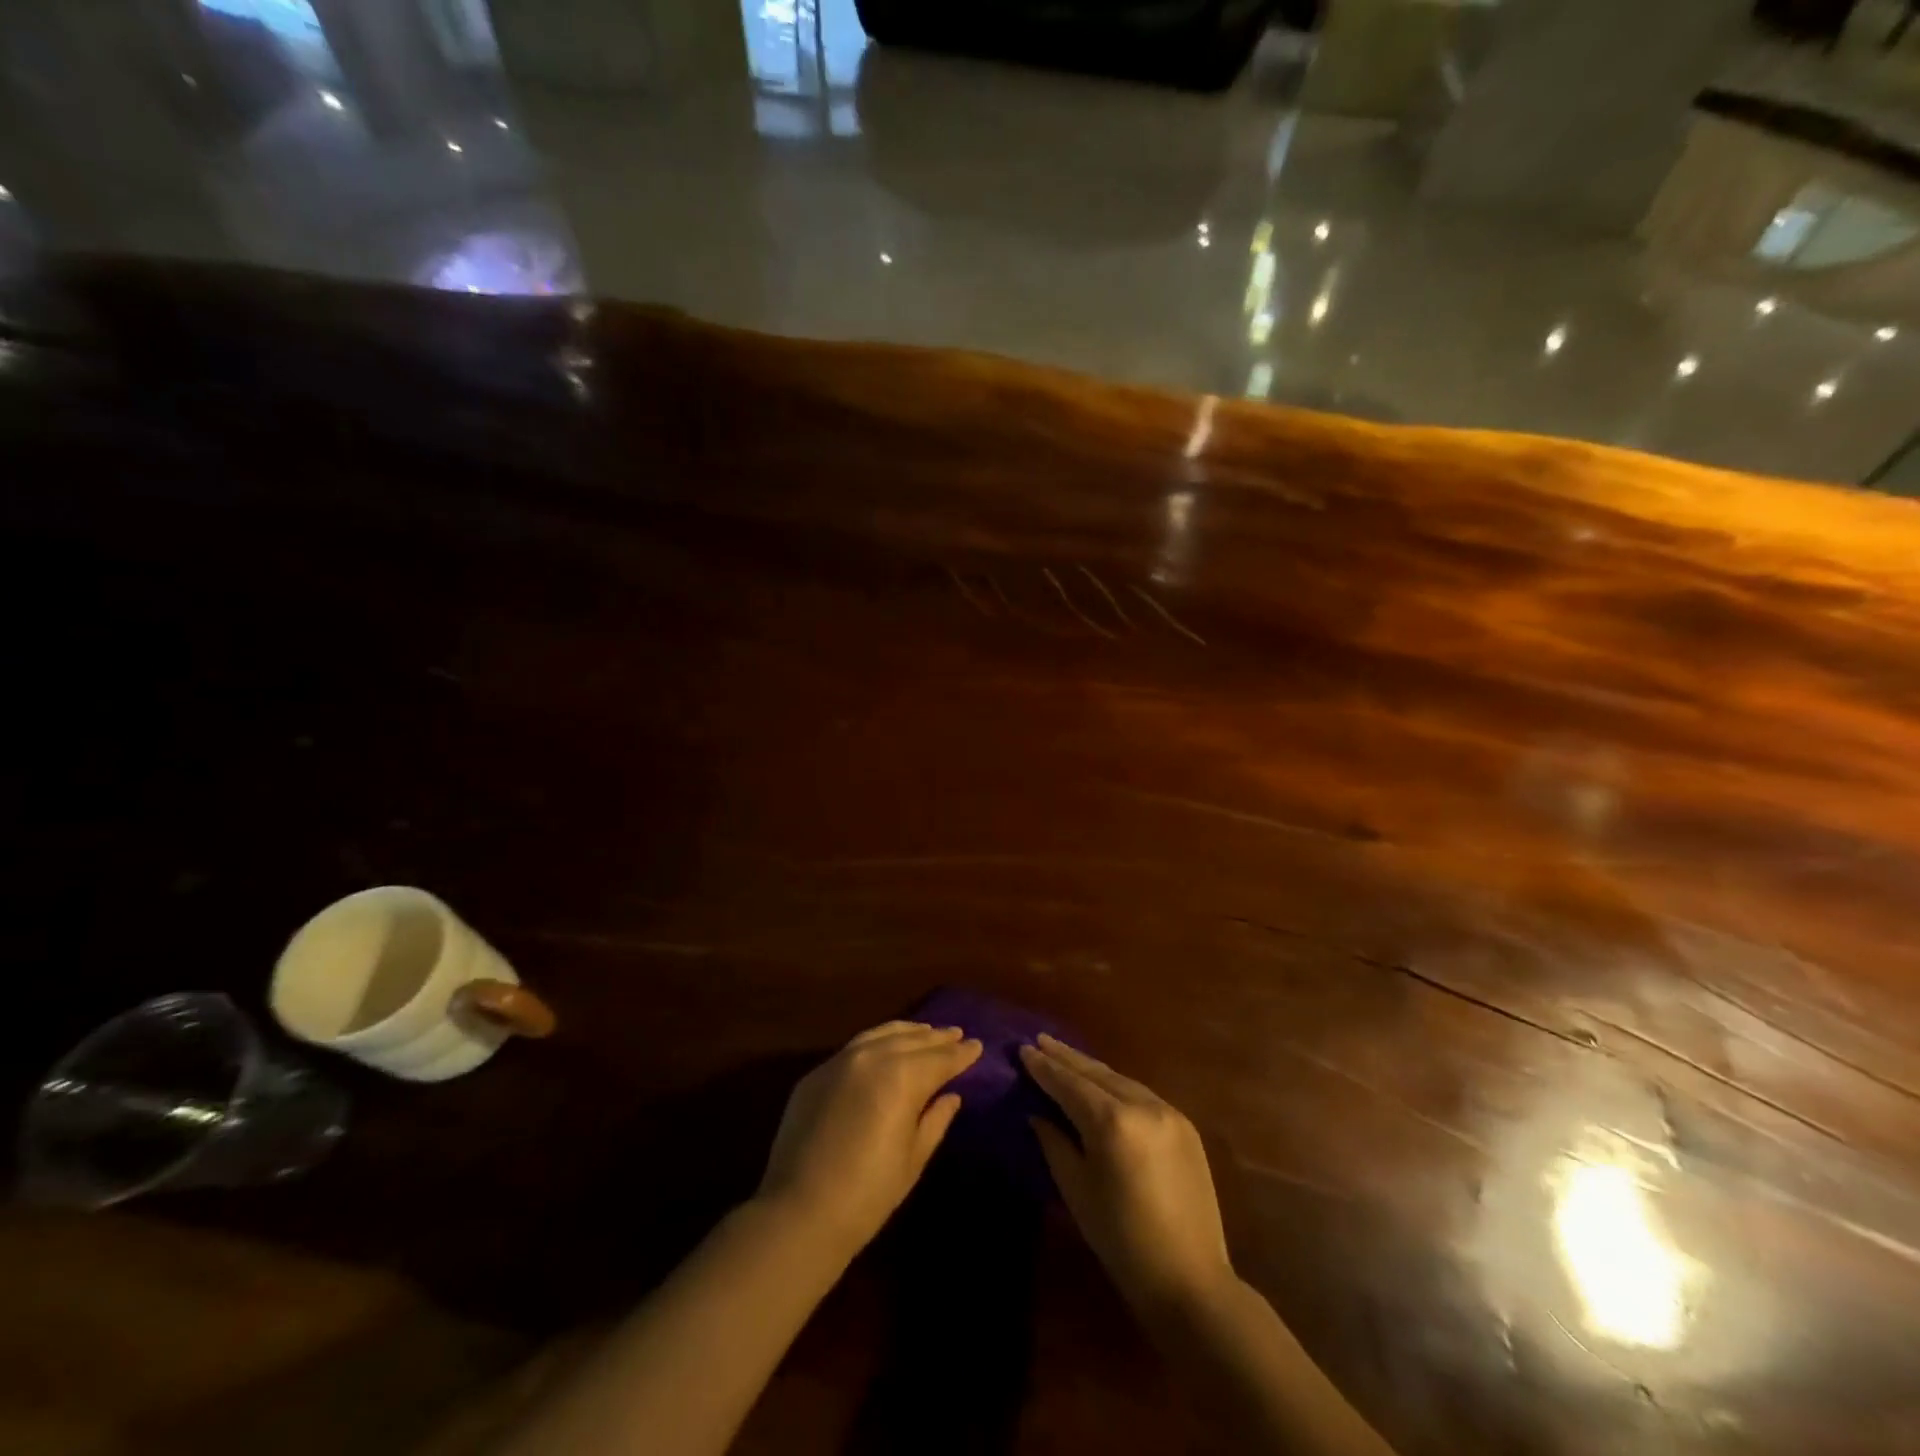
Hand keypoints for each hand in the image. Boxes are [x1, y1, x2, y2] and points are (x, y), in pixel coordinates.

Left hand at [758, 1021, 981, 1257]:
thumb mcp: (913, 1159)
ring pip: (882, 1034)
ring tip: (925, 1031)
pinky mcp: (817, 1073)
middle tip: (956, 1034)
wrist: (800, 1212)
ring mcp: (840, 1061)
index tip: (977, 1045)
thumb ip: (935, 1119)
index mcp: (902, 1077)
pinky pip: (855, 1046)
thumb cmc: (868, 1193)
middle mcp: (872, 1057)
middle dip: (937, 1038)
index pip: (940, 1059)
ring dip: (908, 1032)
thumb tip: (950, 1096)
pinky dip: (878, 1040)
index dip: (961, 1054)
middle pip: (912, 1040)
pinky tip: (885, 1045)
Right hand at [1020, 1035, 1233, 1312]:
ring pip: (1120, 1079)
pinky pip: (1141, 1094)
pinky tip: (1102, 1083)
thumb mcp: (1076, 1191)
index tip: (1023, 1049)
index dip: (1044, 1068)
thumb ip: (1054, 1144)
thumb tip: (1037, 1113)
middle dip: (1065, 1057)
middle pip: (1096, 1072)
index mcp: (1112, 1123)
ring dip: (1091, 1068)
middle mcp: (1142, 1105)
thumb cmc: (1121, 1241)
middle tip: (1040, 1040)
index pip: (1069, 1084)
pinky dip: (1116, 1085)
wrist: (1190, 1279)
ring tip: (1065, 1056)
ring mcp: (1168, 1112)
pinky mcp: (1184, 1125)